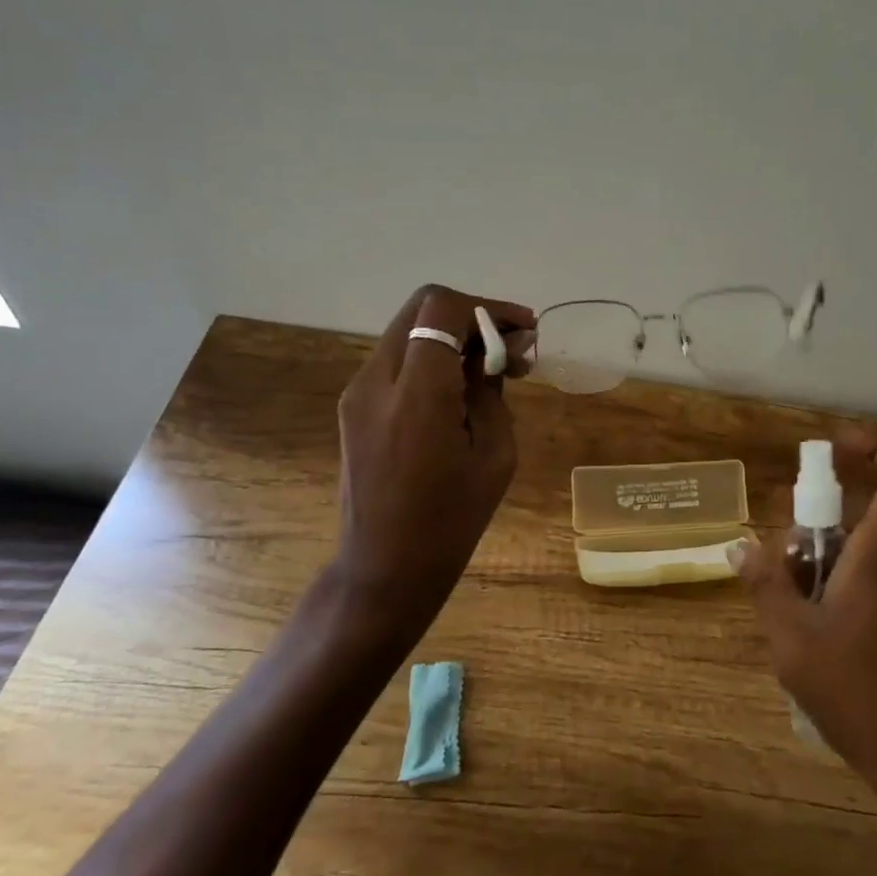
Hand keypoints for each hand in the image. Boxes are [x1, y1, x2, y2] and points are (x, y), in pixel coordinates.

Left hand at [332, 284, 535, 634]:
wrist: (384, 569)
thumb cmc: (451, 521)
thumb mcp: (494, 453)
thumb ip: (492, 389)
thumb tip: (500, 348)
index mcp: (417, 395)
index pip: (441, 308)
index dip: (488, 308)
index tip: (523, 331)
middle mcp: (377, 381)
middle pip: (421, 306)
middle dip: (472, 315)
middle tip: (511, 345)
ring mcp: (358, 392)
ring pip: (408, 328)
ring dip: (452, 335)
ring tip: (491, 369)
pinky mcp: (353, 406)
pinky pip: (397, 358)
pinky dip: (431, 356)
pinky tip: (459, 389)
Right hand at [732, 429, 876, 807]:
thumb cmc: (856, 695)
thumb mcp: (791, 641)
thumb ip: (765, 585)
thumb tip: (739, 546)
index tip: (839, 443)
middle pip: (858, 521)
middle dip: (813, 533)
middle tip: (781, 569)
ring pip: (860, 554)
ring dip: (820, 568)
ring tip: (791, 616)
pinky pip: (870, 580)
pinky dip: (836, 589)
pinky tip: (815, 636)